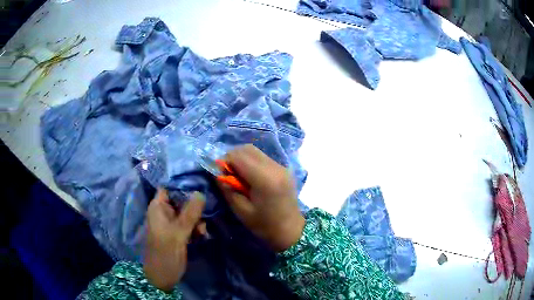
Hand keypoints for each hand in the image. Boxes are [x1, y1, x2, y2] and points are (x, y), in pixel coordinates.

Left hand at [143, 189, 204, 291]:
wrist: (162, 277)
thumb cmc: (165, 253)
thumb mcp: (178, 233)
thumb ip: (190, 214)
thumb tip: (201, 192)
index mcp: (158, 208)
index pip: (168, 187)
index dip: (182, 183)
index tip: (200, 182)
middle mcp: (164, 212)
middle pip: (180, 199)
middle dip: (194, 204)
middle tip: (206, 211)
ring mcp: (171, 223)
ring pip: (187, 213)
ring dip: (197, 219)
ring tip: (202, 230)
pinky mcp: (177, 233)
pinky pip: (188, 224)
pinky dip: (195, 228)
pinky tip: (202, 235)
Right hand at [218, 144, 304, 251]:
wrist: (291, 230)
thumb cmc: (265, 225)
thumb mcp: (241, 211)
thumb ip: (228, 189)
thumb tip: (217, 172)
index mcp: (265, 179)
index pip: (239, 156)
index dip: (225, 162)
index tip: (220, 175)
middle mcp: (275, 167)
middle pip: (247, 149)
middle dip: (233, 157)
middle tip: (228, 174)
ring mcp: (281, 166)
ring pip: (255, 151)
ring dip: (242, 159)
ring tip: (238, 176)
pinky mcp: (284, 169)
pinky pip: (263, 158)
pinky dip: (252, 162)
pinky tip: (250, 177)